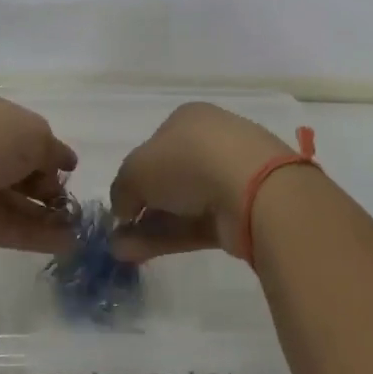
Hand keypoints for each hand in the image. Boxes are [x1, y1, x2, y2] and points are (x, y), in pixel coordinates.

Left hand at [0, 92, 78, 255]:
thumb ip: (52, 149)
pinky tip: (68, 243)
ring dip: (46, 213)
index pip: (15, 130)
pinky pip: (9, 227)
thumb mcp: (35, 131)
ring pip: (13, 200)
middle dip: (44, 183)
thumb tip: (63, 162)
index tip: (67, 166)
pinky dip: (38, 235)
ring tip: (78, 225)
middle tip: (67, 196)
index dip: (43, 147)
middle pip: (14, 167)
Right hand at [109, 103, 295, 261]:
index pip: (155, 145)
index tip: (122, 201)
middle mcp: (211, 143)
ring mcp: (229, 178)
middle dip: (142, 206)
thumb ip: (122, 189)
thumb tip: (124, 209)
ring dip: (149, 227)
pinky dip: (169, 238)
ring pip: (182, 204)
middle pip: (169, 177)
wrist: (253, 189)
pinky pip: (197, 224)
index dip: (135, 173)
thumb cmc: (187, 162)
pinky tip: (139, 254)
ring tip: (120, 252)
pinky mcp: (240, 212)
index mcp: (188, 119)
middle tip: (118, 231)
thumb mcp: (135, 170)